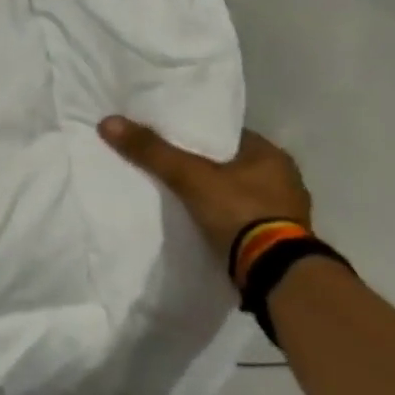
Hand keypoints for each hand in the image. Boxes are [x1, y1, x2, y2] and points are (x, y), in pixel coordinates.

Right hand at [98, 116, 312, 265]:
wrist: (275, 273)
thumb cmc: (239, 211)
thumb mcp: (189, 177)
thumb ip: (152, 151)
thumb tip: (108, 122)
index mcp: (271, 156)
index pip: (228, 135)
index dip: (198, 135)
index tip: (172, 139)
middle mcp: (285, 179)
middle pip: (232, 164)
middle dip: (205, 166)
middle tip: (171, 167)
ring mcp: (285, 213)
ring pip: (239, 193)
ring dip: (216, 195)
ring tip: (182, 195)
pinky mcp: (279, 240)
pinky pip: (243, 219)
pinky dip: (224, 219)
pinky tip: (202, 222)